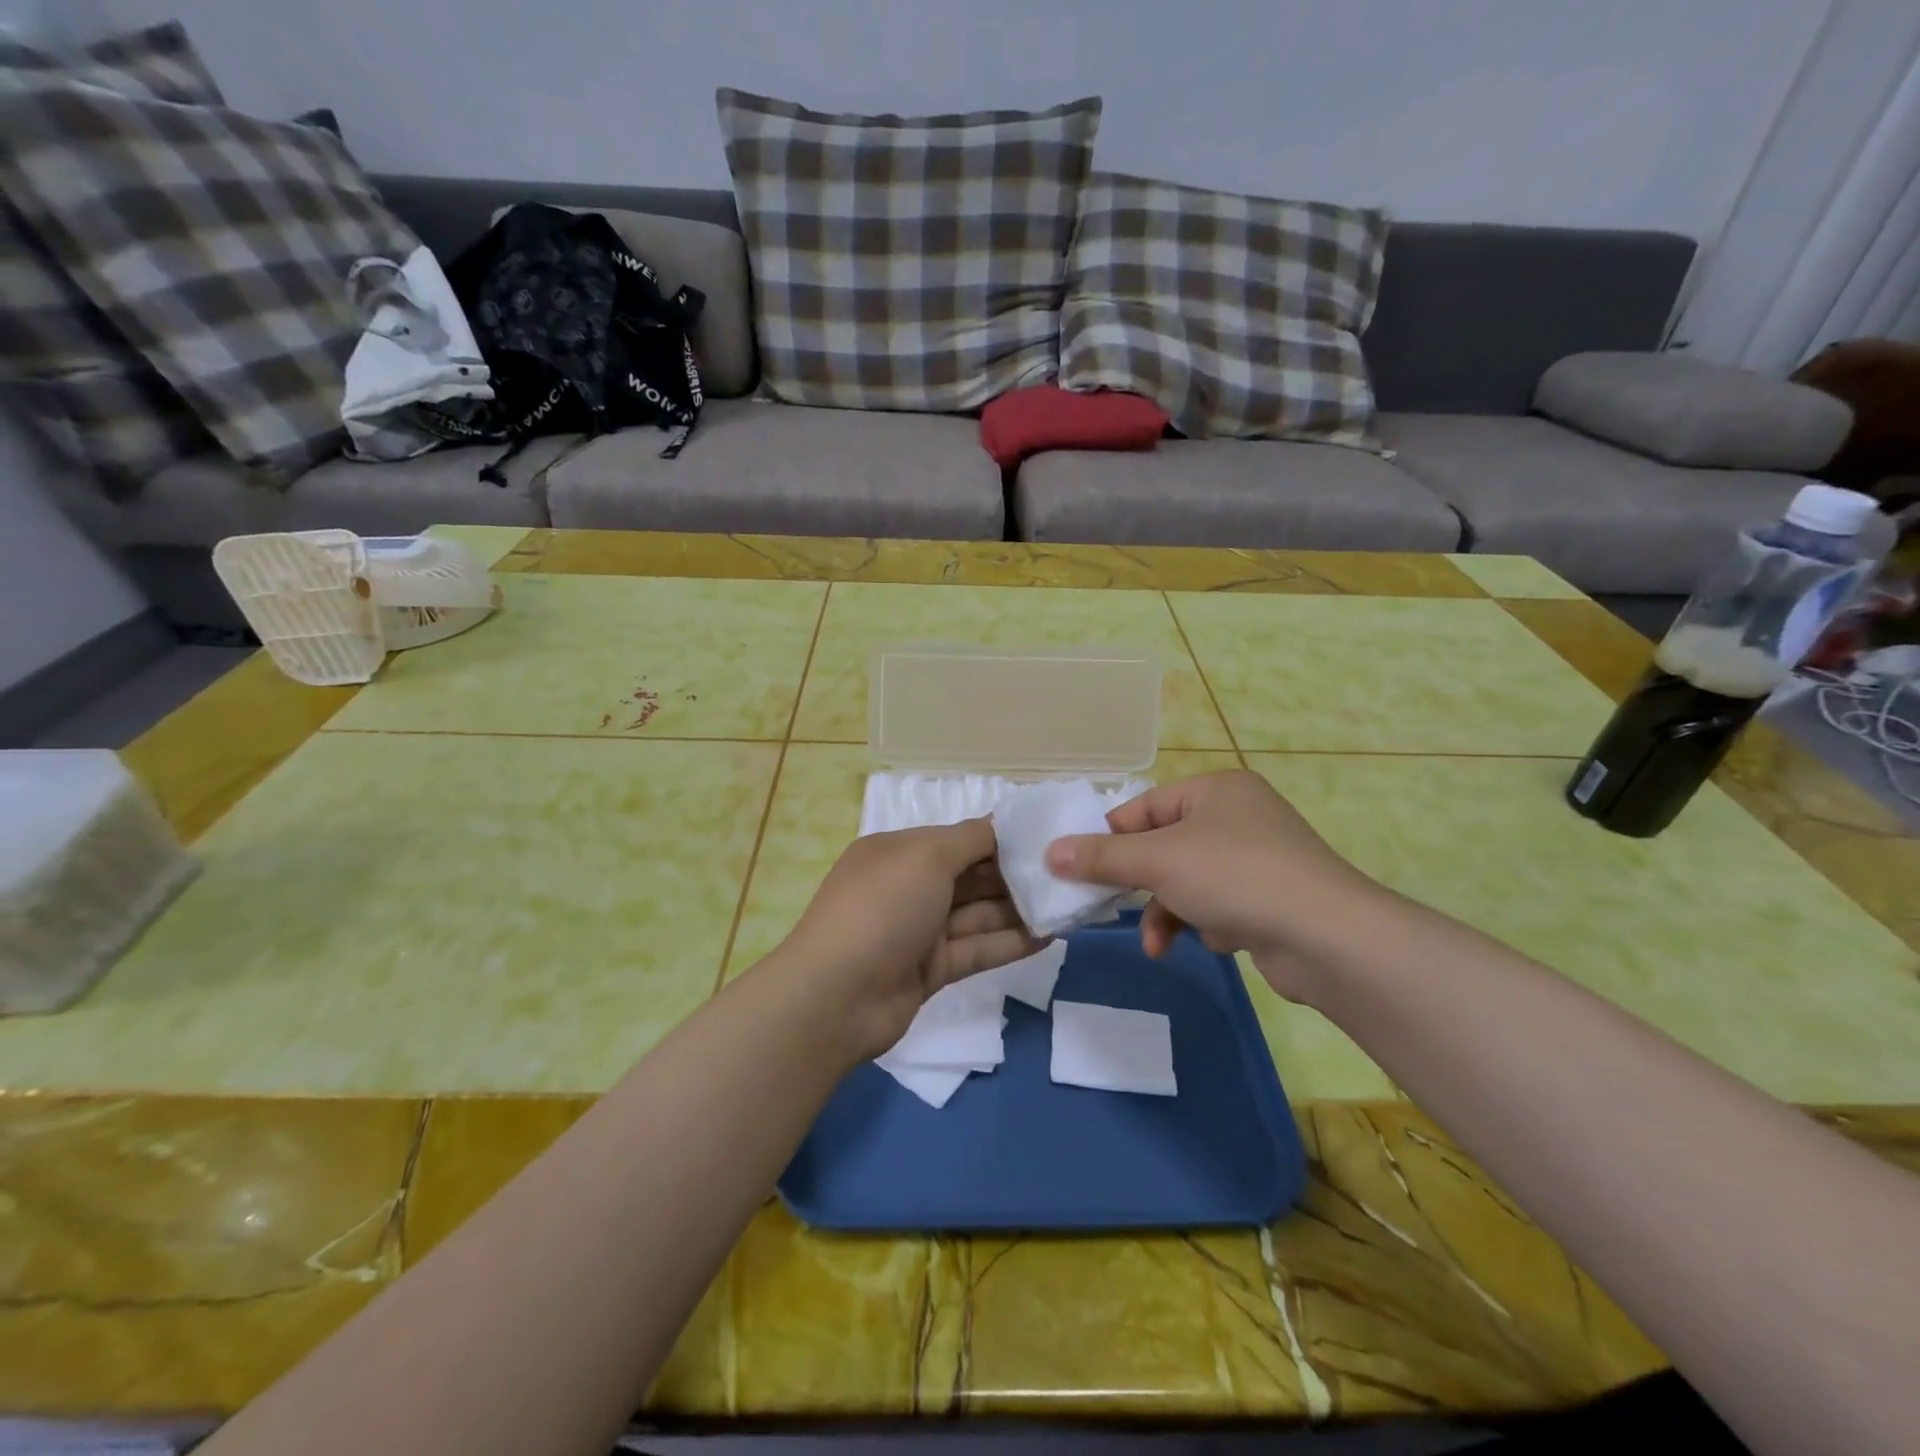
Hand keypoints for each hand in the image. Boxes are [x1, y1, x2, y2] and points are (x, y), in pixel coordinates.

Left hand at [776, 818, 1043, 1060]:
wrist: (837, 998)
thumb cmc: (882, 909)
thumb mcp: (926, 857)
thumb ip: (971, 839)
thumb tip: (1003, 825)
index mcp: (899, 852)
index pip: (959, 838)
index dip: (1002, 838)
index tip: (1048, 839)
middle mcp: (909, 887)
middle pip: (971, 876)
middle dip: (1016, 874)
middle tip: (1068, 874)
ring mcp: (919, 931)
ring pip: (978, 914)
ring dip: (1019, 910)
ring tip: (1068, 904)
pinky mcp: (931, 970)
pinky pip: (977, 949)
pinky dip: (1009, 943)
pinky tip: (1049, 937)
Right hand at [1044, 770, 1385, 1002]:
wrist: (1328, 937)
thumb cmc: (1234, 876)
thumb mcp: (1157, 861)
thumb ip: (1101, 857)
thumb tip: (1048, 853)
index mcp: (1216, 790)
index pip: (1145, 807)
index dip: (1110, 838)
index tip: (1080, 868)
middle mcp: (1239, 816)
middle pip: (1165, 846)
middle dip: (1139, 883)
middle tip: (1107, 907)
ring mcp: (1259, 858)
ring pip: (1188, 881)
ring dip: (1168, 912)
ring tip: (1157, 944)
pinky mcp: (1272, 899)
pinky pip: (1218, 904)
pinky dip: (1205, 924)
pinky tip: (1213, 941)